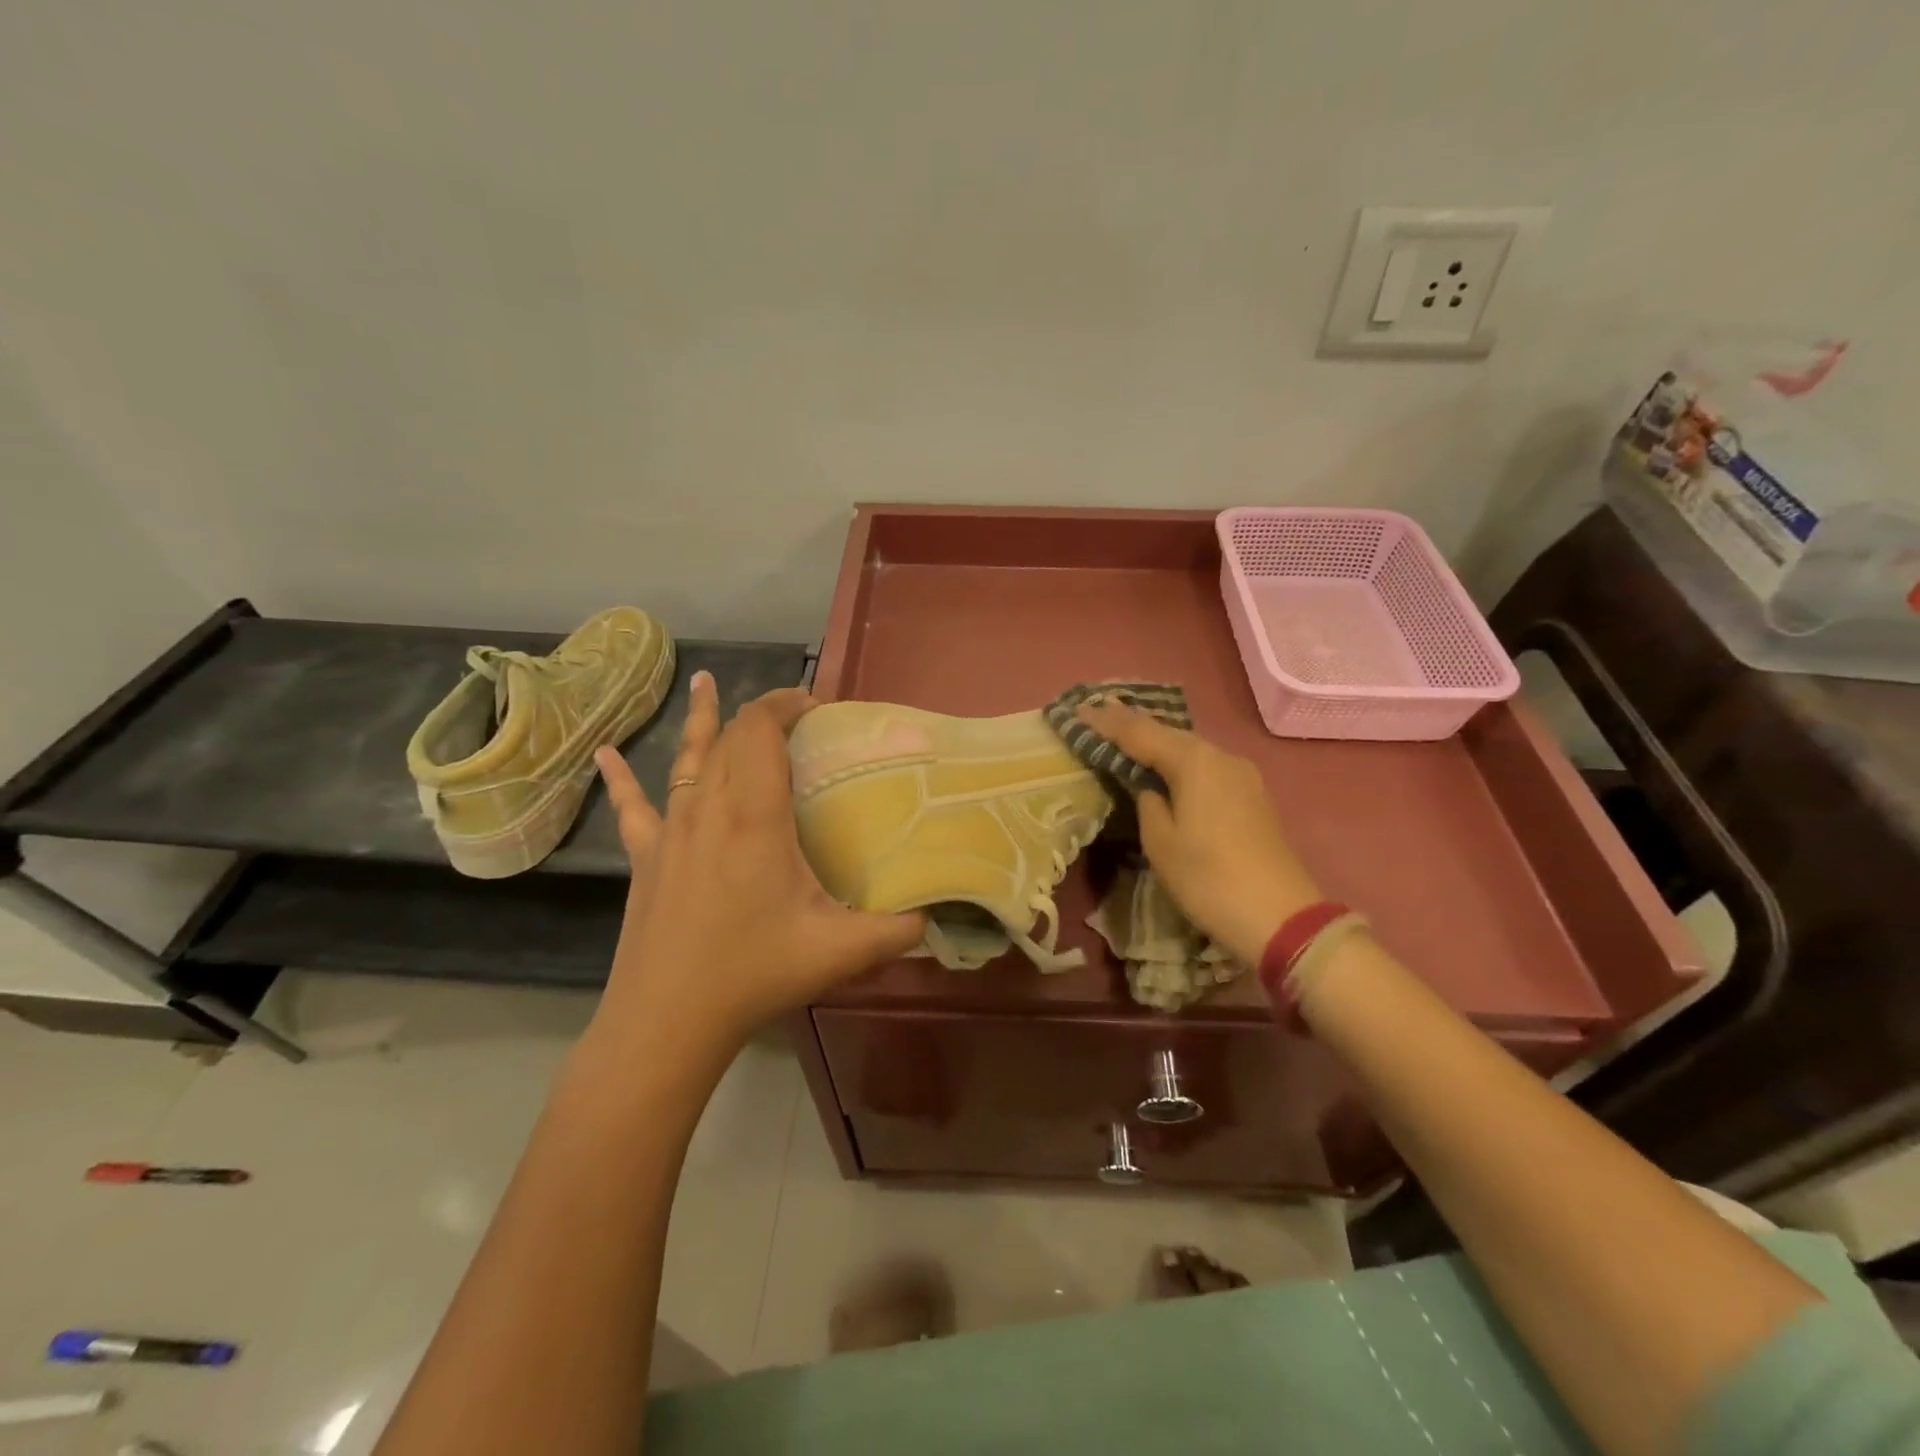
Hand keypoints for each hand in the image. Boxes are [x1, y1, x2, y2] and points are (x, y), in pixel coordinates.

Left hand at [586, 672, 925, 1072]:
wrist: (667, 1020)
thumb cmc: (754, 973)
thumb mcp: (841, 951)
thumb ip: (898, 930)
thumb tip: (937, 918)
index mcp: (754, 816)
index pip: (760, 732)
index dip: (784, 705)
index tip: (814, 705)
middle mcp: (708, 809)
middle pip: (728, 738)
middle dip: (759, 713)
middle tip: (791, 713)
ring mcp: (670, 831)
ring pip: (685, 759)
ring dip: (700, 720)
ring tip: (704, 682)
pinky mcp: (646, 858)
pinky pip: (632, 805)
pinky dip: (622, 777)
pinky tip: (603, 754)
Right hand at [1076, 700, 1322, 965]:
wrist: (1280, 917)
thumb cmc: (1208, 879)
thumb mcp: (1160, 841)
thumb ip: (1146, 802)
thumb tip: (1149, 787)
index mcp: (1194, 761)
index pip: (1140, 732)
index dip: (1107, 722)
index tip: (1078, 710)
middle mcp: (1220, 756)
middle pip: (1167, 733)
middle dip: (1131, 724)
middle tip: (1097, 713)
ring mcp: (1241, 775)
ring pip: (1188, 748)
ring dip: (1155, 741)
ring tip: (1123, 732)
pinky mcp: (1250, 795)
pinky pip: (1204, 766)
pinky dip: (1177, 760)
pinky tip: (1162, 763)